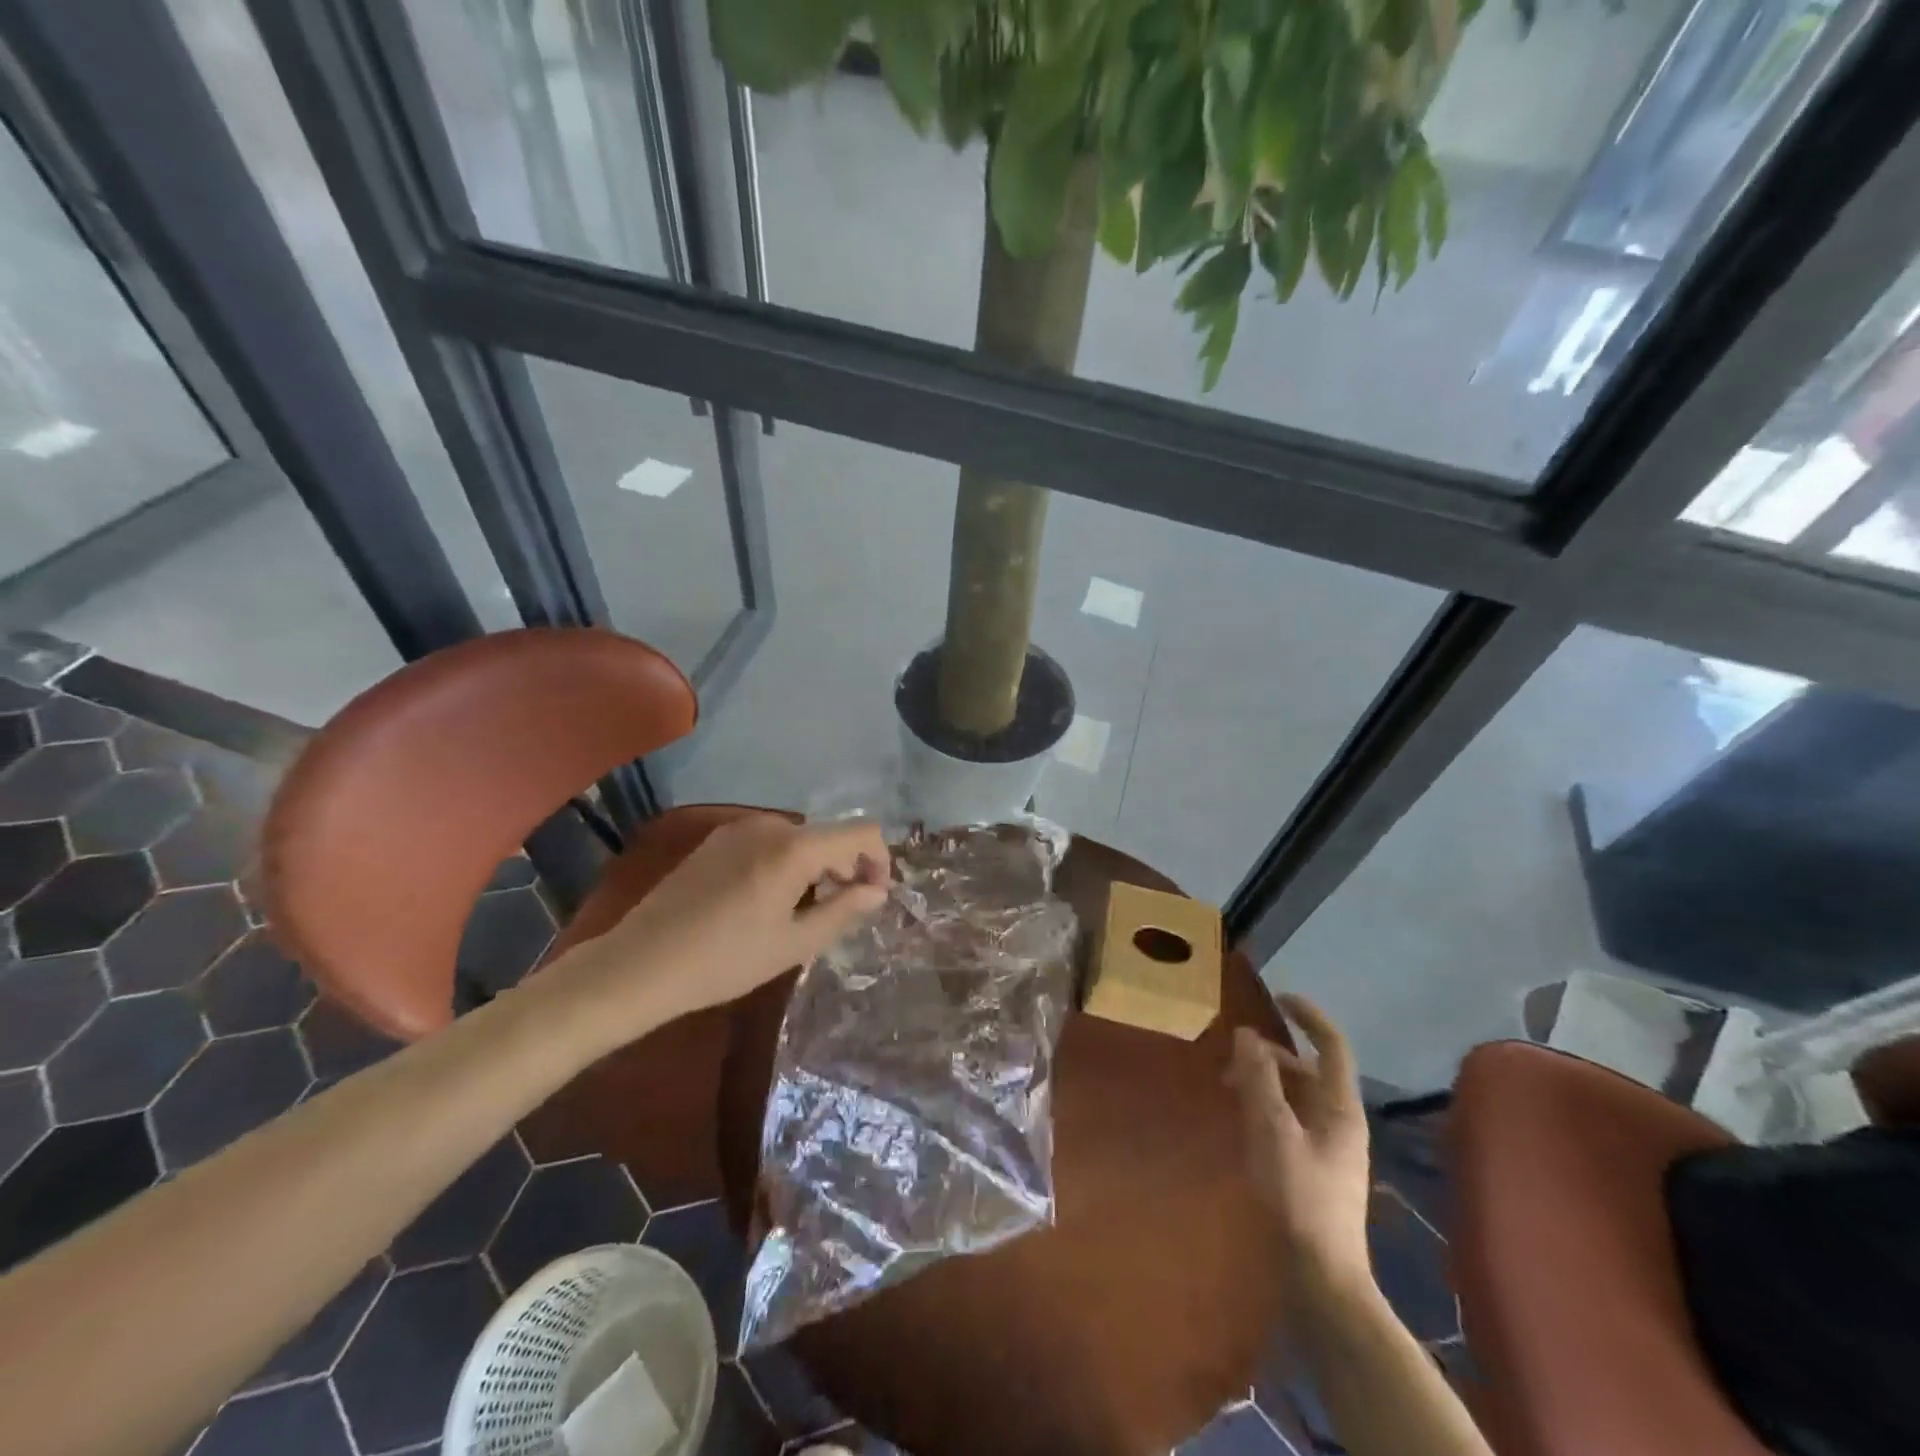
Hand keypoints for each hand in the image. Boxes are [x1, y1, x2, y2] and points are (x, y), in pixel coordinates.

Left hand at [542, 815, 890, 1043]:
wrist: (640, 963)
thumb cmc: (725, 960)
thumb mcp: (794, 944)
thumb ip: (843, 911)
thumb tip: (877, 891)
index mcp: (795, 847)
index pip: (861, 832)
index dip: (878, 861)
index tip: (872, 898)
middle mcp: (770, 824)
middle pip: (829, 835)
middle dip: (845, 868)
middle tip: (839, 913)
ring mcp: (739, 828)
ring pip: (799, 839)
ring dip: (815, 868)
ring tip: (802, 913)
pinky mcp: (717, 840)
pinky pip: (770, 842)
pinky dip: (786, 864)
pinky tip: (767, 901)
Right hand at [1226, 994, 1373, 1297]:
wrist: (1320, 1278)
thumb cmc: (1298, 1197)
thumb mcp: (1271, 1130)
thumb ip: (1259, 1079)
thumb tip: (1247, 1034)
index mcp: (1340, 1107)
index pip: (1332, 1046)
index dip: (1309, 1016)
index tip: (1277, 997)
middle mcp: (1339, 1121)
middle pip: (1307, 1070)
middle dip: (1270, 1055)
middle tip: (1229, 1058)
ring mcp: (1328, 1148)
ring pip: (1296, 1096)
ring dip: (1264, 1081)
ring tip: (1227, 1088)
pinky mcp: (1313, 1169)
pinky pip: (1289, 1120)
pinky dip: (1265, 1107)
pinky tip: (1240, 1121)